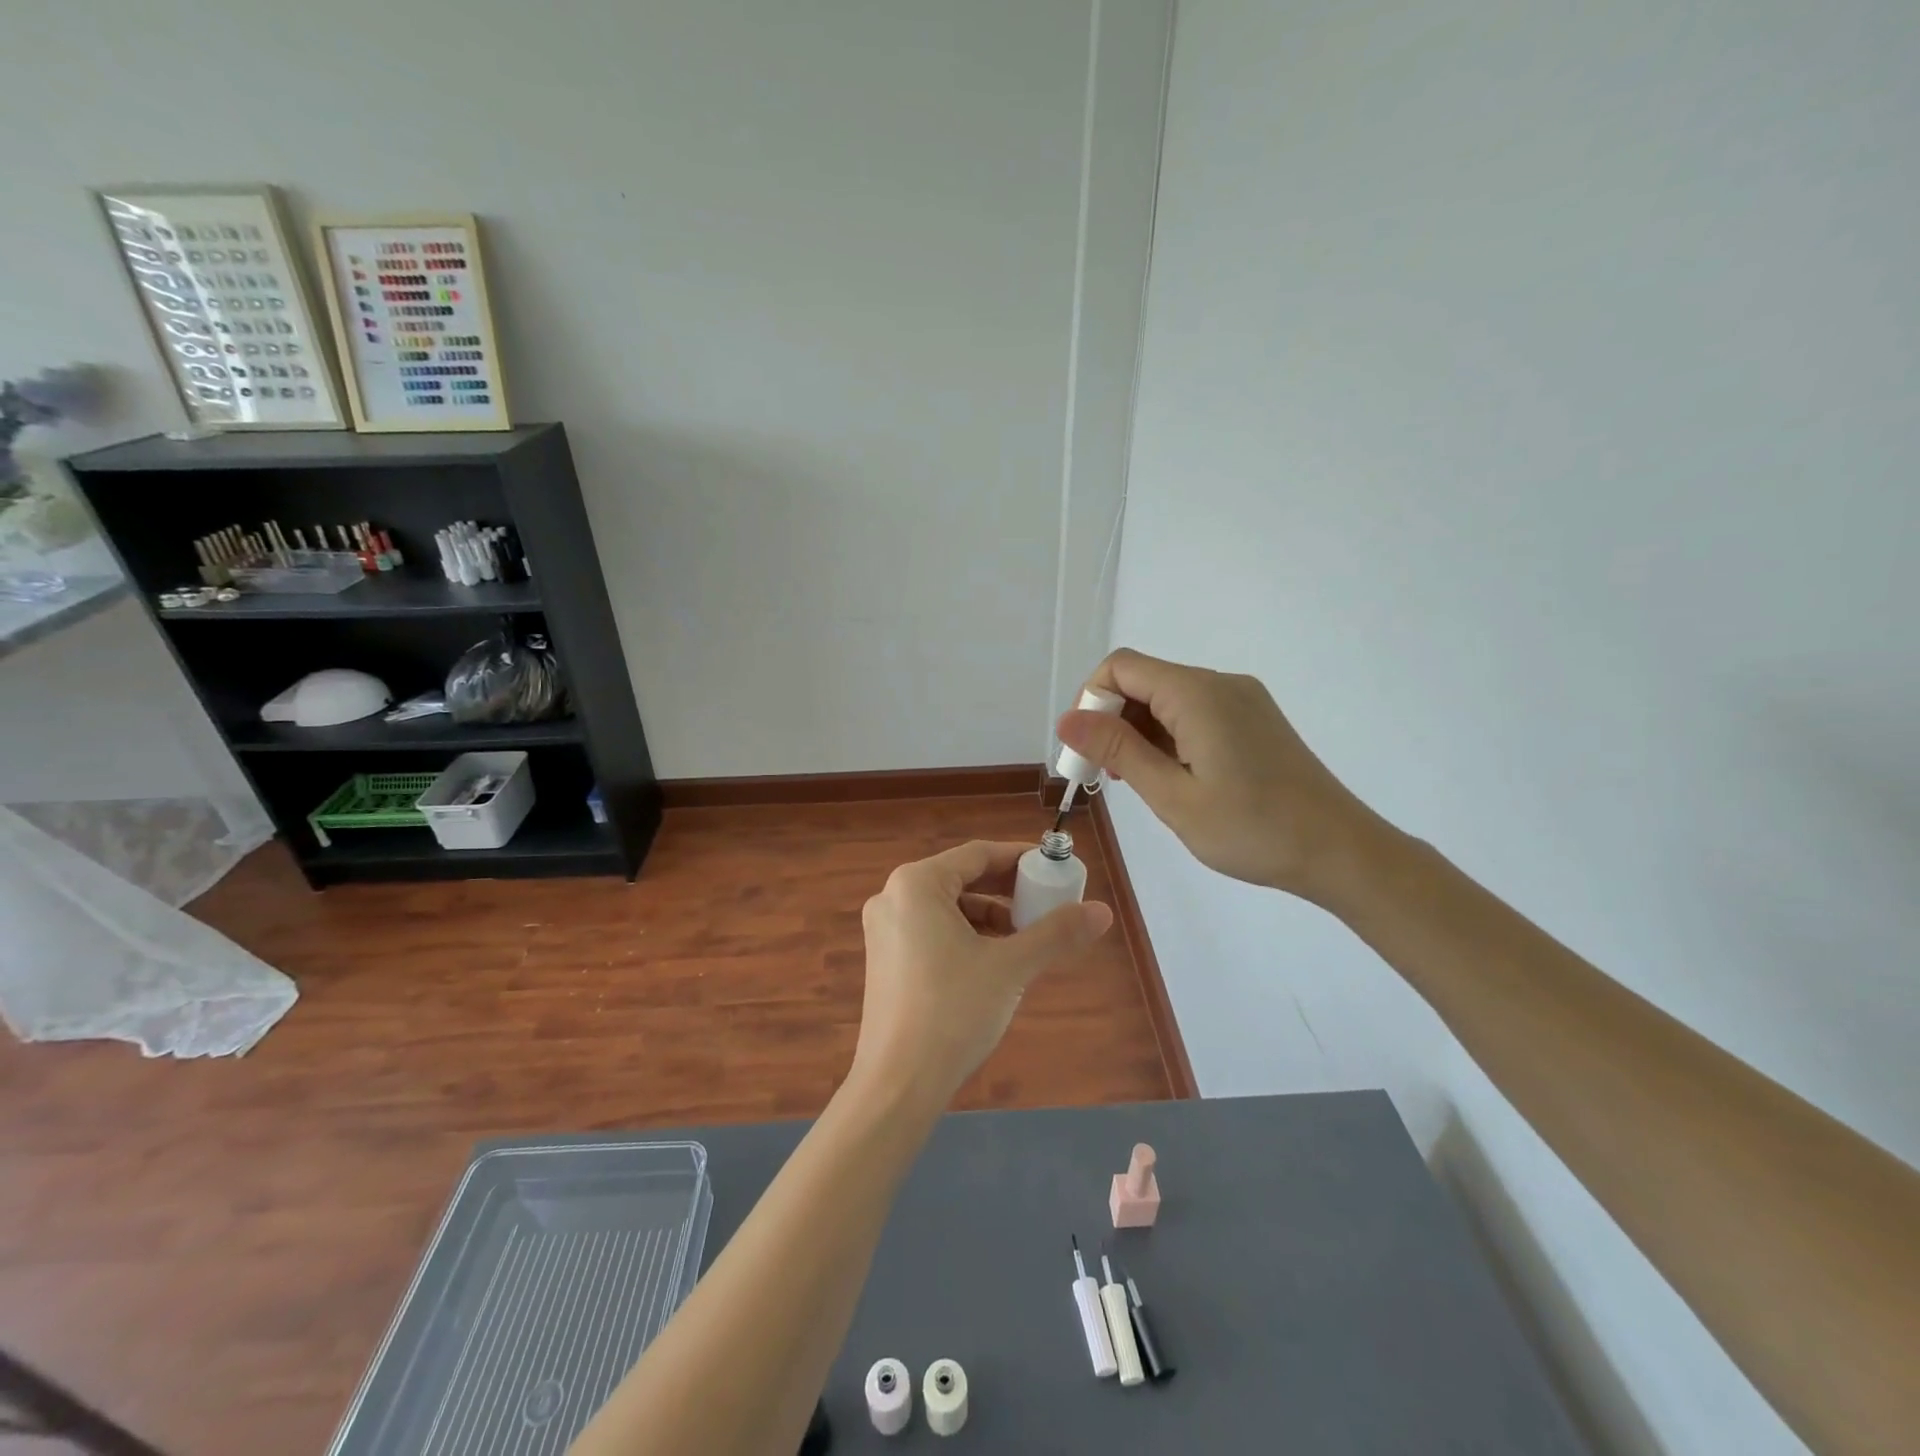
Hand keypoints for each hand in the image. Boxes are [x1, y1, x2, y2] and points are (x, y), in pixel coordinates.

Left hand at [852, 840, 1112, 1106]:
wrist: (897, 1085)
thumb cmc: (953, 1012)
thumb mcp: (1011, 967)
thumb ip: (1056, 933)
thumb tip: (1103, 911)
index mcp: (916, 884)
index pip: (978, 854)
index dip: (1020, 858)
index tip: (1055, 869)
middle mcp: (893, 896)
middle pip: (962, 878)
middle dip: (1007, 890)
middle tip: (1047, 903)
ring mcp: (885, 929)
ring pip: (948, 907)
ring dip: (990, 916)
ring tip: (1027, 938)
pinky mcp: (885, 959)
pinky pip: (933, 930)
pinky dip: (967, 936)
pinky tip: (995, 961)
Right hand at [1056, 648, 1388, 903]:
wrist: (1340, 851)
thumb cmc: (1252, 829)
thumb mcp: (1172, 796)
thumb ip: (1119, 749)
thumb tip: (1067, 719)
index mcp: (1197, 694)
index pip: (1121, 667)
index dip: (1090, 700)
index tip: (1084, 749)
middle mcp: (1220, 684)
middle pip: (1144, 680)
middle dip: (1112, 719)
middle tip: (1103, 773)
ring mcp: (1242, 700)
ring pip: (1168, 699)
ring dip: (1139, 731)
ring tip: (1135, 781)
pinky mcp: (1254, 719)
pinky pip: (1195, 712)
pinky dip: (1168, 736)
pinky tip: (1171, 777)